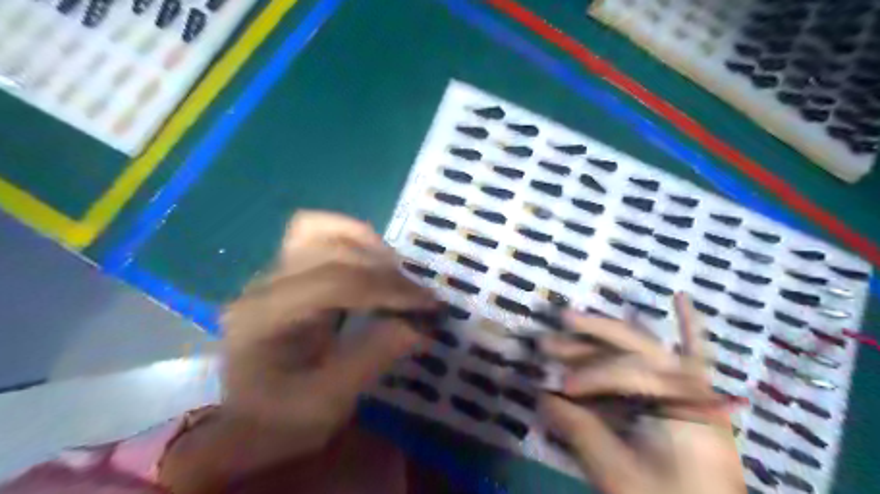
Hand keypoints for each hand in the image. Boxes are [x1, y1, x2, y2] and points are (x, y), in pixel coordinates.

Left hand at [160, 210, 436, 489]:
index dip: (387, 288)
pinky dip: (351, 239)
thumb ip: (372, 359)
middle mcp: (263, 284)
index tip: (427, 304)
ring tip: (396, 275)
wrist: (248, 420)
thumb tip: (418, 324)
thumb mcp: (328, 403)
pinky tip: (372, 260)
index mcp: (265, 318)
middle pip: (331, 250)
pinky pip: (317, 233)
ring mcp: (271, 272)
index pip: (334, 282)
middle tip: (417, 297)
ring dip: (368, 247)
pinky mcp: (285, 271)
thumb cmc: (282, 419)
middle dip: (384, 270)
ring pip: (321, 230)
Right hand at [540, 293, 743, 492]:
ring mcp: (696, 388)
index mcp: (679, 402)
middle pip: (634, 346)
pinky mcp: (696, 397)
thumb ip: (579, 428)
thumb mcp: (617, 473)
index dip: (587, 376)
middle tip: (553, 330)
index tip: (559, 388)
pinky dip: (690, 327)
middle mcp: (690, 385)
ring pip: (647, 349)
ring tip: (570, 322)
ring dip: (609, 335)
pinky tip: (681, 297)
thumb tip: (541, 395)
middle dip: (590, 336)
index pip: (623, 372)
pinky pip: (696, 354)